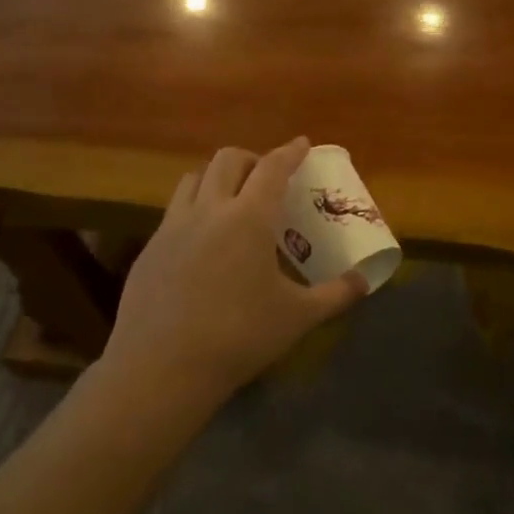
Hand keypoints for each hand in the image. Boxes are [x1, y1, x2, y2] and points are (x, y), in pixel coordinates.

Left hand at [103, 138, 367, 409]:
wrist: (161, 368)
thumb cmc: (239, 337)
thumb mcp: (298, 317)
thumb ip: (336, 294)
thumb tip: (364, 281)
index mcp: (249, 218)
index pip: (273, 168)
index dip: (291, 152)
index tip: (302, 144)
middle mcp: (209, 210)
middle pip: (228, 160)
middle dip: (252, 159)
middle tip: (268, 178)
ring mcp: (173, 227)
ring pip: (193, 179)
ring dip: (217, 177)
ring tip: (232, 200)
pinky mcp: (149, 249)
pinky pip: (174, 211)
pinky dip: (195, 208)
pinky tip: (203, 241)